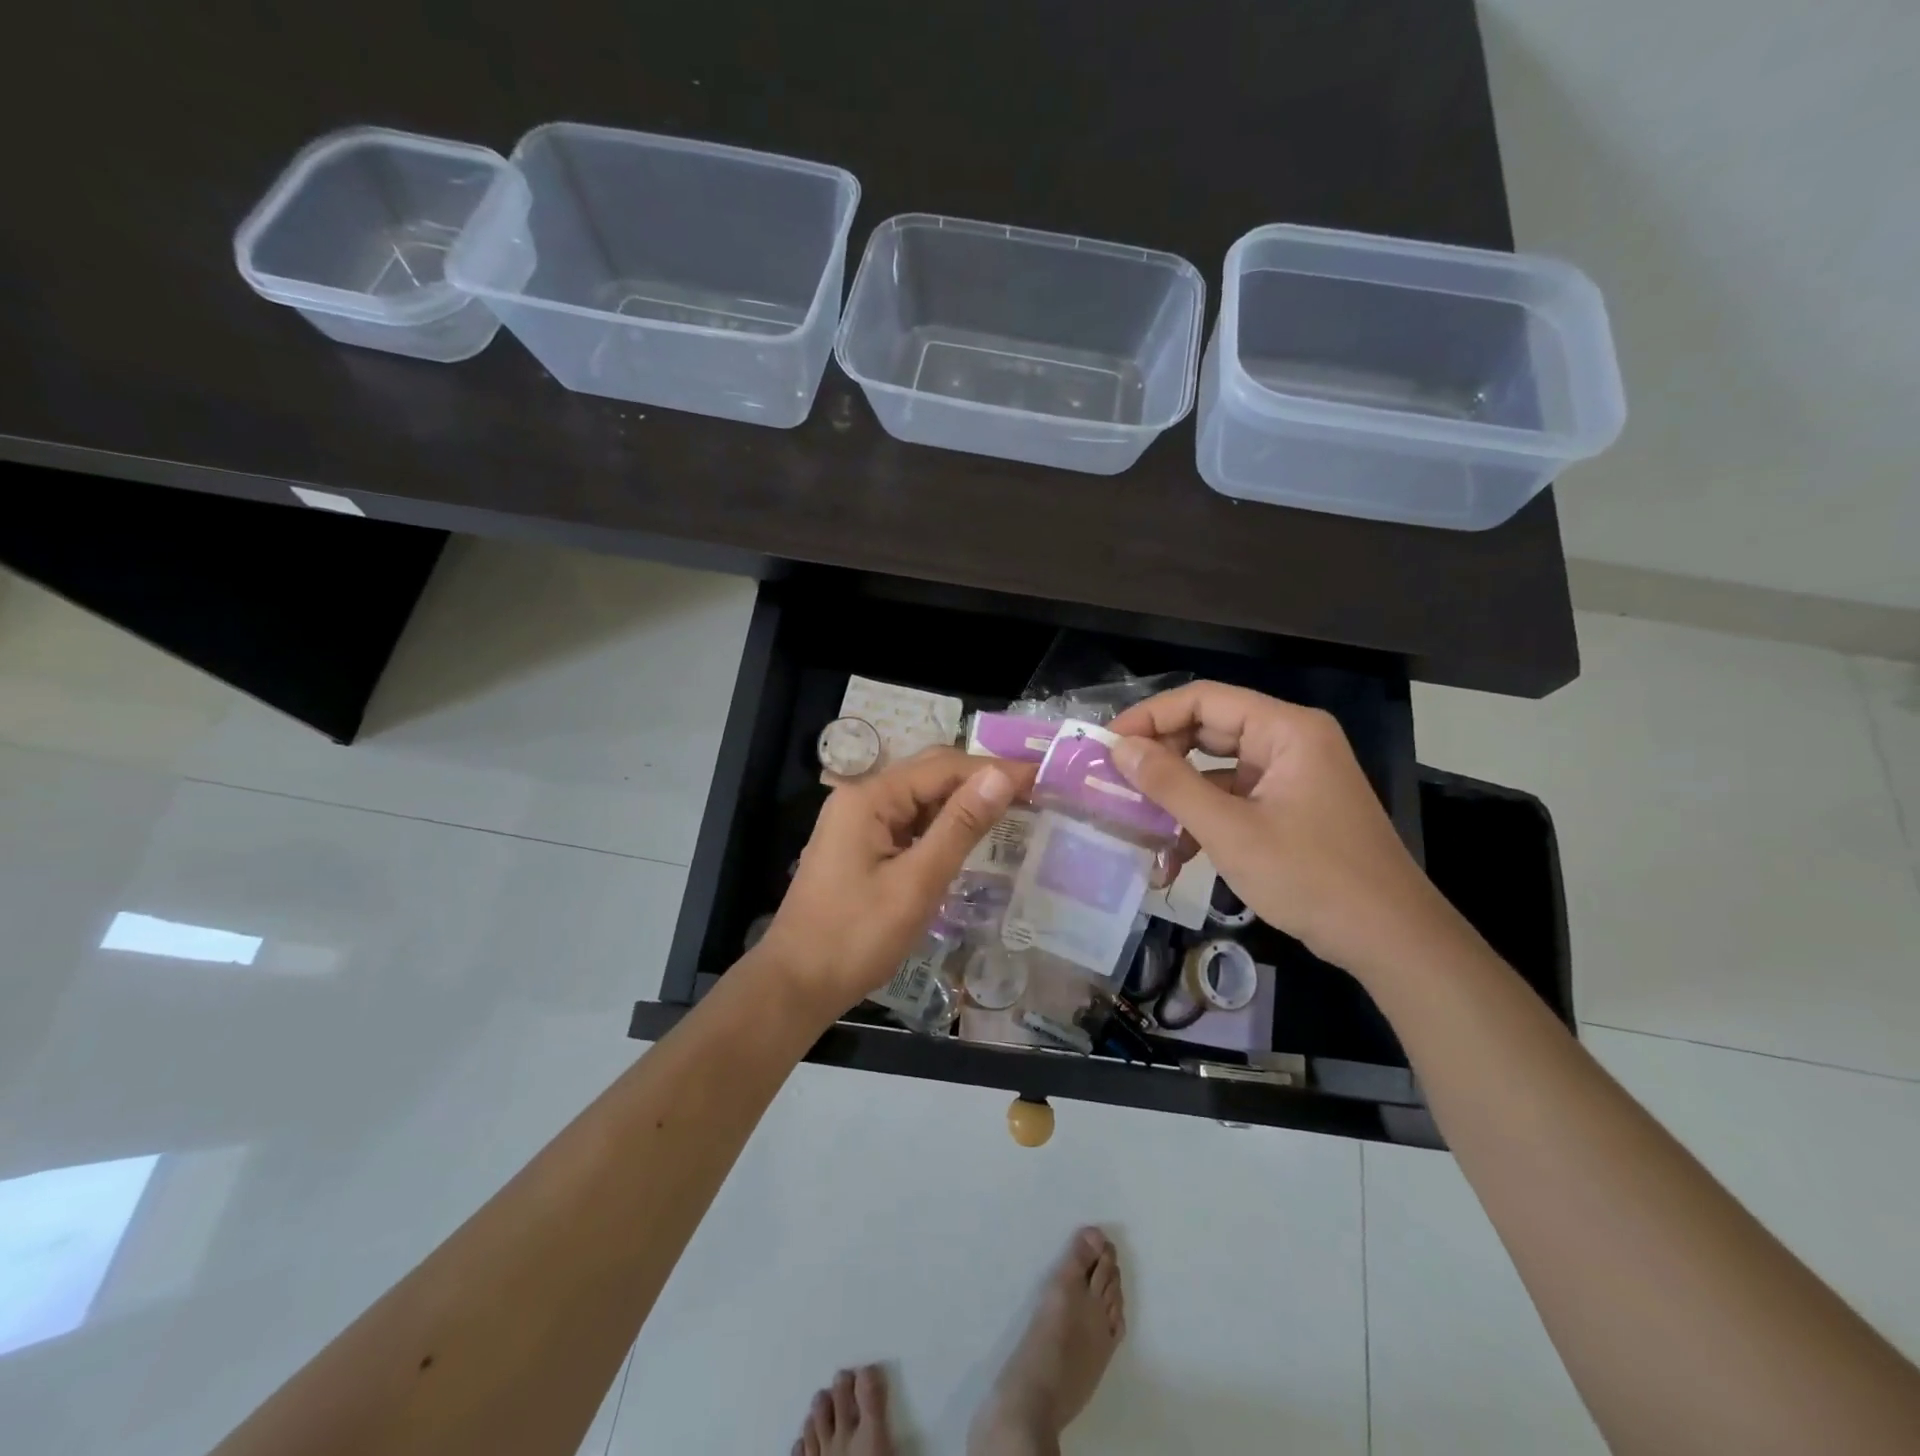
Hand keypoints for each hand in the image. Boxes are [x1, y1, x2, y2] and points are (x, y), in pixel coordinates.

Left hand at [755, 747, 1032, 1016]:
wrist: (796, 984)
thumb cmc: (856, 937)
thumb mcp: (916, 883)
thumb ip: (959, 826)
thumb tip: (1000, 775)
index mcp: (870, 797)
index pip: (943, 767)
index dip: (993, 769)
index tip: (1040, 777)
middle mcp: (861, 798)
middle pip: (930, 774)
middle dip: (979, 780)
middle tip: (1031, 793)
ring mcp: (857, 822)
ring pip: (920, 798)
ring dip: (962, 802)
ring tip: (1011, 810)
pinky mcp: (860, 845)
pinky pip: (908, 822)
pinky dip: (940, 825)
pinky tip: (967, 837)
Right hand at [1108, 682, 1464, 978]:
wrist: (1390, 940)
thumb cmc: (1311, 877)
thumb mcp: (1230, 831)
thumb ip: (1171, 785)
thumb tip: (1120, 749)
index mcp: (1285, 730)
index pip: (1204, 699)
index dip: (1150, 717)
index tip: (1106, 745)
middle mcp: (1289, 742)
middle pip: (1208, 730)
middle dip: (1160, 758)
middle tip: (1114, 782)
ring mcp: (1290, 777)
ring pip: (1216, 769)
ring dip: (1176, 797)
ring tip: (1136, 824)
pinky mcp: (1289, 808)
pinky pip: (1233, 800)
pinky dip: (1202, 821)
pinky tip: (1173, 858)